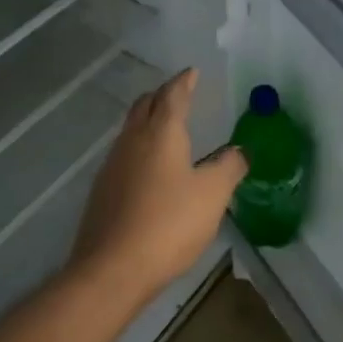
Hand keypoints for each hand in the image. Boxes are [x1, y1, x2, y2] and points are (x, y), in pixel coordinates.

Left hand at [68, 69, 245, 309]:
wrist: (112, 269)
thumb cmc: (169, 223)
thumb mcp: (213, 194)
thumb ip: (229, 167)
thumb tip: (239, 150)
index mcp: (161, 133)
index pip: (173, 95)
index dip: (184, 82)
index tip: (192, 72)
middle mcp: (132, 140)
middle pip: (145, 106)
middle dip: (162, 95)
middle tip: (179, 94)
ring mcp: (113, 165)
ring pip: (131, 129)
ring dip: (148, 120)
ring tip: (166, 127)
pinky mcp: (103, 190)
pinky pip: (124, 154)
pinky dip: (140, 147)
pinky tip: (150, 167)